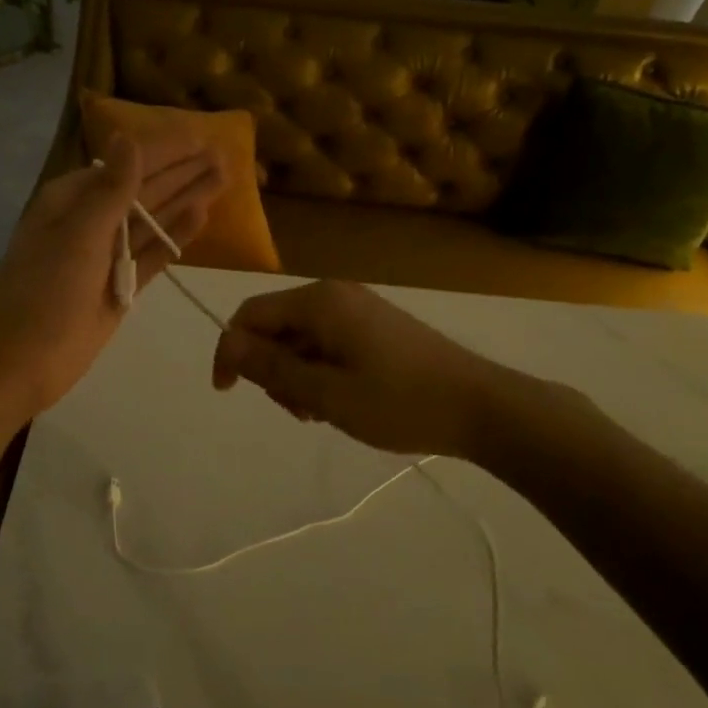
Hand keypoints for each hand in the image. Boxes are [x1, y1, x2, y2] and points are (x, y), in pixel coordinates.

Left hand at [0, 133, 225, 420]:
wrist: (20, 363)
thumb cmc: (44, 291)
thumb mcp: (78, 234)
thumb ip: (112, 189)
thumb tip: (129, 137)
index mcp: (73, 199)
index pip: (128, 164)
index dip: (165, 151)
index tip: (201, 137)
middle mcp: (92, 221)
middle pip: (146, 189)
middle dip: (183, 172)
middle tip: (223, 155)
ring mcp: (108, 255)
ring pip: (155, 220)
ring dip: (187, 199)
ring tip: (223, 178)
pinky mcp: (122, 286)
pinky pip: (154, 254)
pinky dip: (176, 237)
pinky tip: (201, 216)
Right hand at [211, 280, 522, 459]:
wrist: (480, 406)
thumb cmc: (398, 402)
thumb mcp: (326, 393)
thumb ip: (272, 367)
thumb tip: (228, 344)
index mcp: (318, 302)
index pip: (251, 315)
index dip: (231, 350)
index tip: (227, 392)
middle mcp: (334, 294)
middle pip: (276, 326)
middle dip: (272, 369)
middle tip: (298, 411)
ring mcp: (358, 309)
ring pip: (302, 338)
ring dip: (298, 375)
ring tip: (323, 413)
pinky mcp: (376, 326)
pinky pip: (328, 342)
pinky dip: (322, 371)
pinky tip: (341, 401)